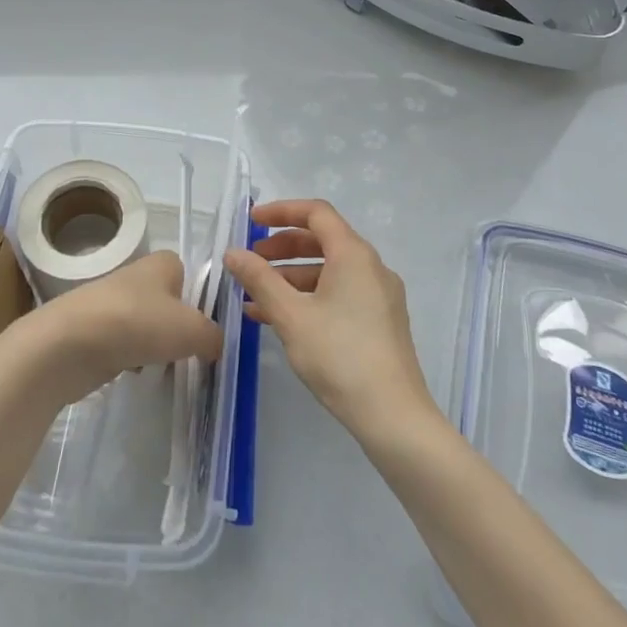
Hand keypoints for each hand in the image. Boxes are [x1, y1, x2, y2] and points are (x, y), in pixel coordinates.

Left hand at [21, 250, 221, 403]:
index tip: (208, 327)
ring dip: (156, 346)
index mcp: (162, 263)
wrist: (69, 344)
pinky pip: (126, 345)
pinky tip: (136, 374)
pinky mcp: (95, 332)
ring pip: (147, 326)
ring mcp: (113, 304)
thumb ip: (214, 336)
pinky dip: (132, 359)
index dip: (201, 299)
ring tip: (166, 368)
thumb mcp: (192, 330)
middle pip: (169, 303)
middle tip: (192, 353)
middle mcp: (137, 277)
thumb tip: (215, 344)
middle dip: (179, 327)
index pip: (190, 273)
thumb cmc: (137, 323)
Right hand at [225, 200, 435, 438]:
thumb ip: (259, 279)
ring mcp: (379, 296)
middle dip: (282, 247)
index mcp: (354, 255)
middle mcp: (371, 267)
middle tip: (250, 262)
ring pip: (329, 271)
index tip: (251, 221)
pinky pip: (339, 294)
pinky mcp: (380, 321)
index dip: (281, 211)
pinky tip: (278, 319)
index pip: (316, 213)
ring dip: (290, 277)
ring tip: (255, 296)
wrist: (393, 415)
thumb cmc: (339, 356)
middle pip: (322, 241)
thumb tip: (233, 253)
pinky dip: (308, 297)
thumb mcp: (291, 316)